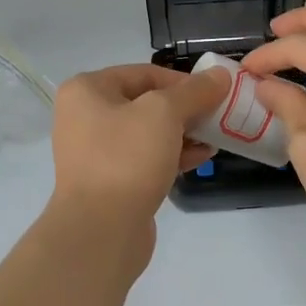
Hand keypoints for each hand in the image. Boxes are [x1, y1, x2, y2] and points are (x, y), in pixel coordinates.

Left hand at [48, 62, 231, 236]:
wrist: (100, 231)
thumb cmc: (127, 158)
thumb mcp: (165, 114)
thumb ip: (194, 91)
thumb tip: (220, 75)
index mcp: (87, 90)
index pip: (144, 73)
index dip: (183, 80)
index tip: (215, 93)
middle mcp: (85, 116)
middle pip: (146, 101)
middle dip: (185, 108)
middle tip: (218, 115)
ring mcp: (95, 151)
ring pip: (148, 132)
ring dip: (183, 132)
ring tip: (215, 137)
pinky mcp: (110, 181)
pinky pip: (145, 158)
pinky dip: (173, 154)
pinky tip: (203, 157)